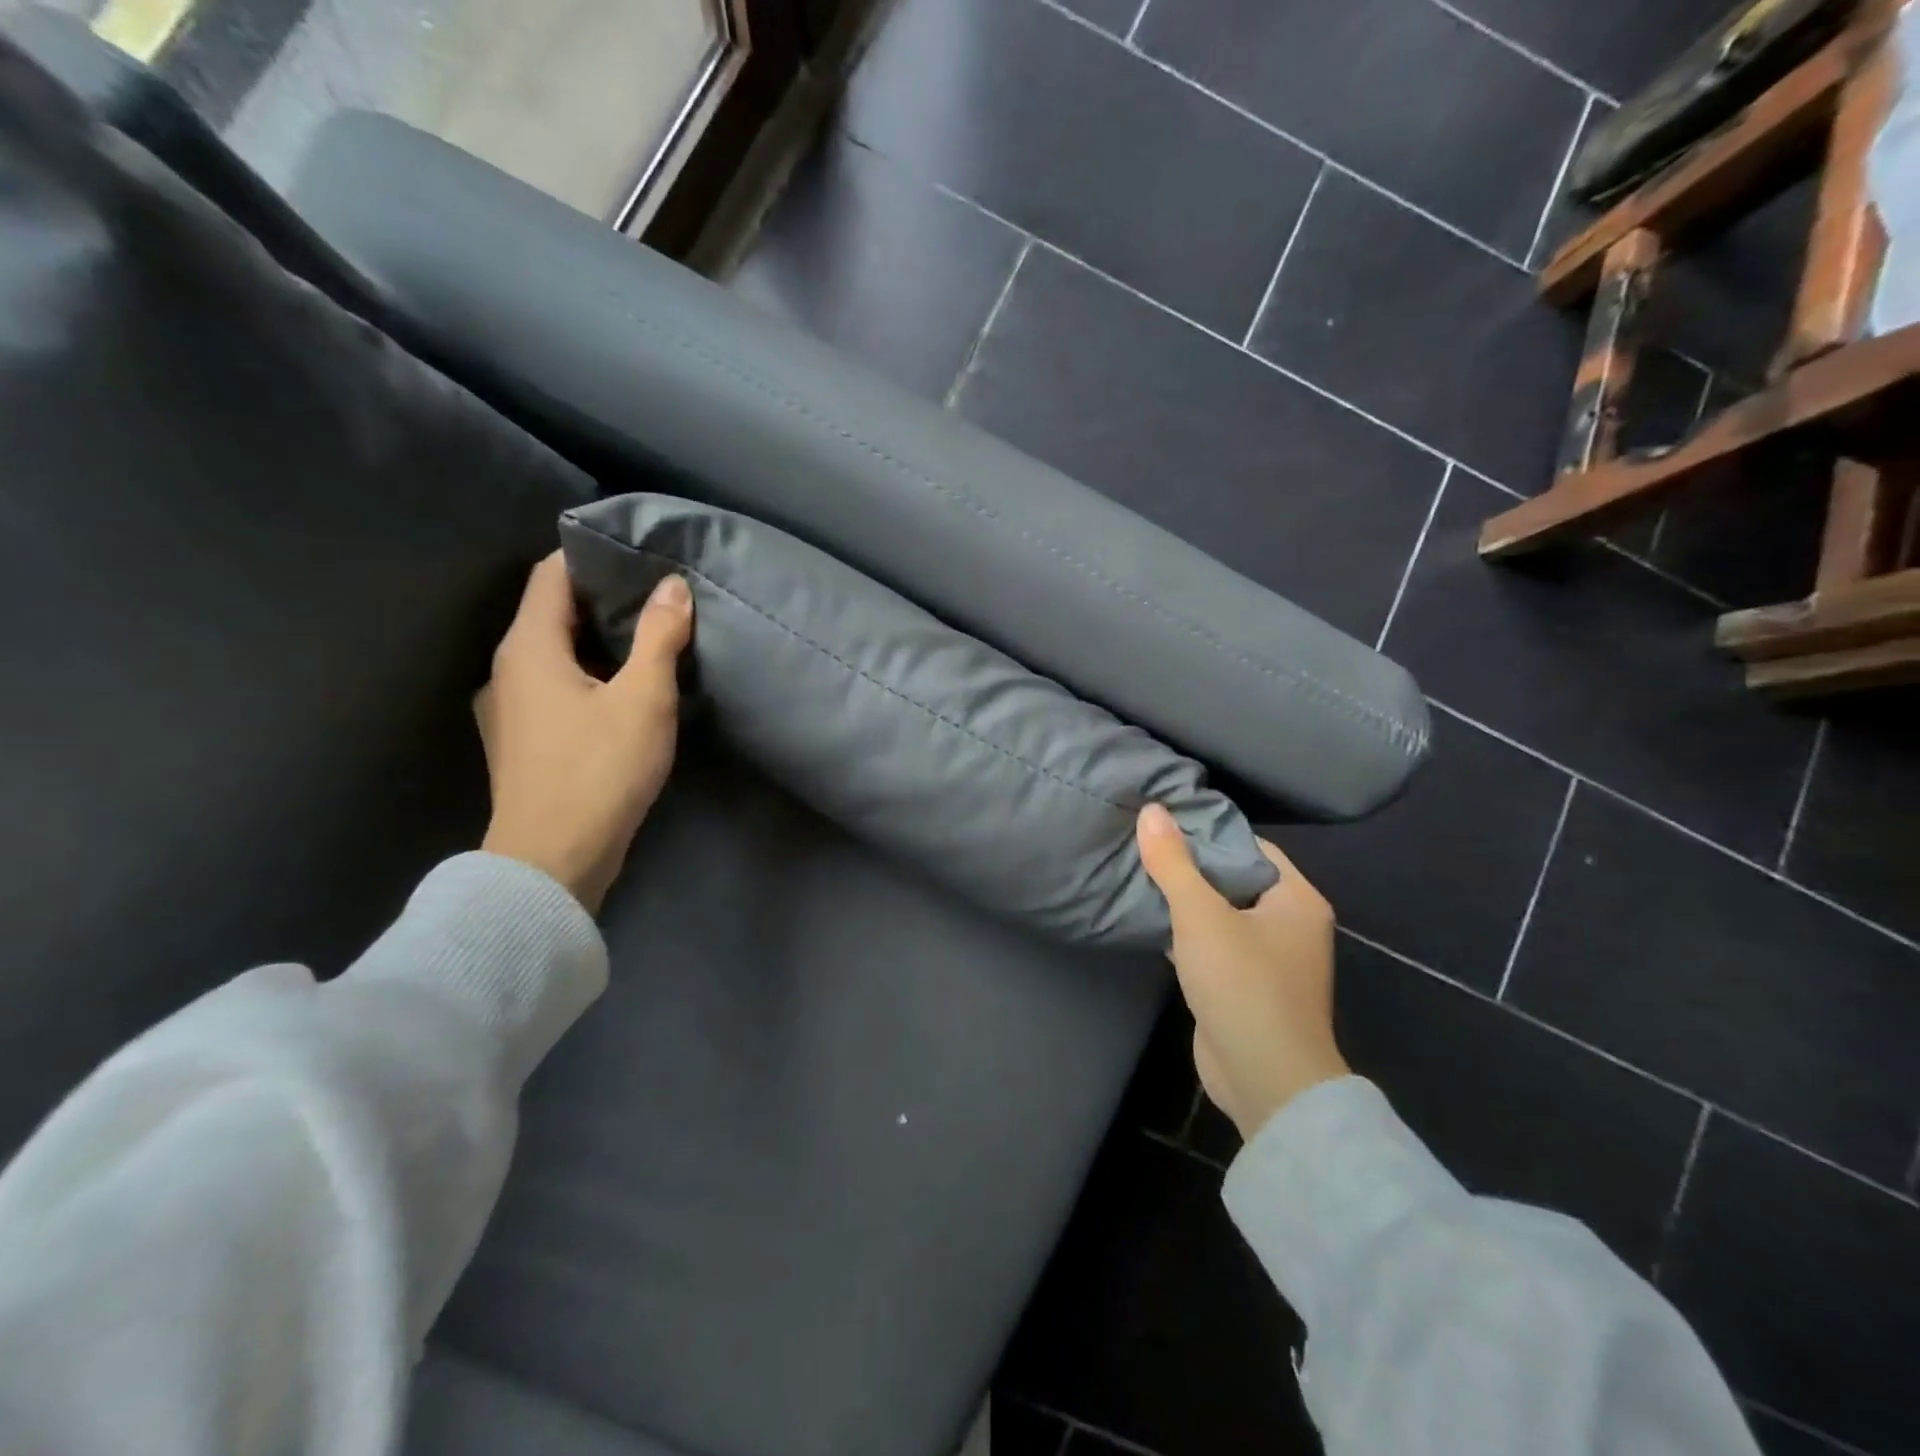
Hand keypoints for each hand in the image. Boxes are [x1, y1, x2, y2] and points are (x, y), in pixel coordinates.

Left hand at [475, 552, 692, 912]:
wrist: (553, 861)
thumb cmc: (599, 771)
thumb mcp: (644, 699)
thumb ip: (660, 638)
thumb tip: (673, 586)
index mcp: (528, 648)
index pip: (550, 575)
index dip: (589, 557)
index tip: (636, 556)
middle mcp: (506, 669)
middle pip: (548, 612)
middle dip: (599, 599)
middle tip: (653, 597)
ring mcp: (507, 709)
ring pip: (550, 653)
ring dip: (592, 641)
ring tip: (643, 641)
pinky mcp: (519, 741)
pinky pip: (550, 686)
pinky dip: (582, 675)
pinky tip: (617, 694)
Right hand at [1137, 804, 1348, 1140]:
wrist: (1264, 1080)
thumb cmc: (1243, 985)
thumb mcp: (1201, 916)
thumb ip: (1174, 863)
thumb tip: (1151, 810)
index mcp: (1297, 899)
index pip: (1251, 847)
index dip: (1209, 832)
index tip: (1165, 820)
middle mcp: (1290, 925)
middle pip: (1234, 879)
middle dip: (1191, 866)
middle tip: (1145, 844)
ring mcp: (1269, 960)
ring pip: (1221, 915)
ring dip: (1186, 901)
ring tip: (1140, 874)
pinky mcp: (1245, 987)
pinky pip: (1213, 946)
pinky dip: (1185, 934)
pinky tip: (1150, 921)